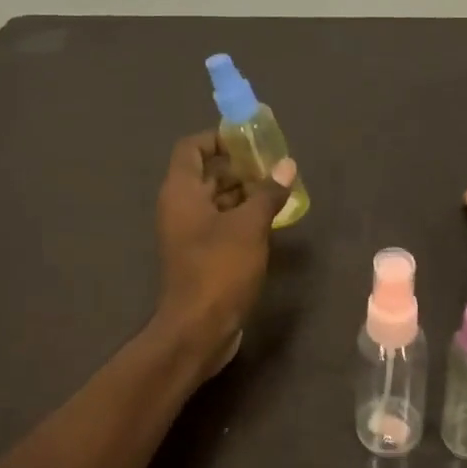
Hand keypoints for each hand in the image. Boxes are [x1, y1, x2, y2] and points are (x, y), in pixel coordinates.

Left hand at [155, 131, 295, 367]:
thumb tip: (287, 165)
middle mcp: (180, 208)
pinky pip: (221, 225)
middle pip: (207, 173)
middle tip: (275, 167)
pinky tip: (271, 221)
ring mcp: (189, 234)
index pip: (192, 148)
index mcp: (181, 192)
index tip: (250, 141)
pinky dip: (242, 218)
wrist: (198, 328)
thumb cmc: (219, 270)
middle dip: (240, 167)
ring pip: (216, 201)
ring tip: (279, 191)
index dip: (218, 139)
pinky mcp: (201, 256)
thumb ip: (268, 193)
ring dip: (245, 193)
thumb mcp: (249, 226)